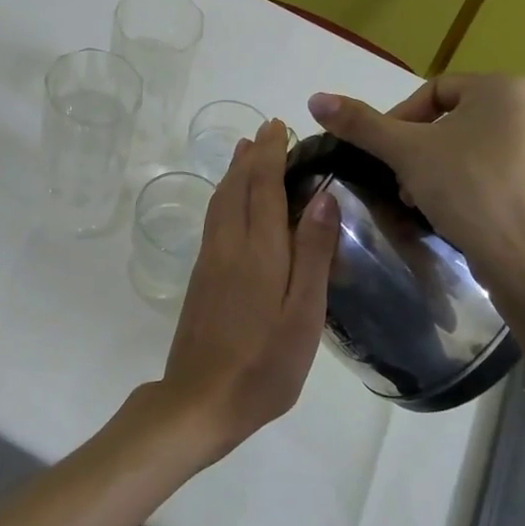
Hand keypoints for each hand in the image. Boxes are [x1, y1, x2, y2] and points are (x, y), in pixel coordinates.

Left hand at [151, 119, 339, 463]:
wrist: (201, 400)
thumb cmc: (264, 364)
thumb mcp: (304, 315)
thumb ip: (313, 254)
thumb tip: (324, 196)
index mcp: (259, 251)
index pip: (264, 187)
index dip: (270, 154)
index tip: (277, 125)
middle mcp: (229, 245)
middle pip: (237, 187)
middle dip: (251, 155)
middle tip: (265, 130)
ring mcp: (210, 261)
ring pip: (220, 202)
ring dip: (233, 172)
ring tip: (244, 152)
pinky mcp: (200, 278)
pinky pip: (214, 220)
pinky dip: (224, 196)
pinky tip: (230, 202)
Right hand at [306, 73, 524, 296]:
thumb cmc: (465, 190)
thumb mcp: (404, 152)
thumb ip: (361, 123)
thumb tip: (316, 99)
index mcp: (506, 89)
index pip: (436, 91)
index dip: (401, 120)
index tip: (386, 154)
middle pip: (460, 122)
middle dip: (424, 150)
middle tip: (404, 182)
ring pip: (485, 151)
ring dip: (450, 170)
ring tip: (430, 202)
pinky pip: (512, 180)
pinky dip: (485, 191)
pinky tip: (468, 217)